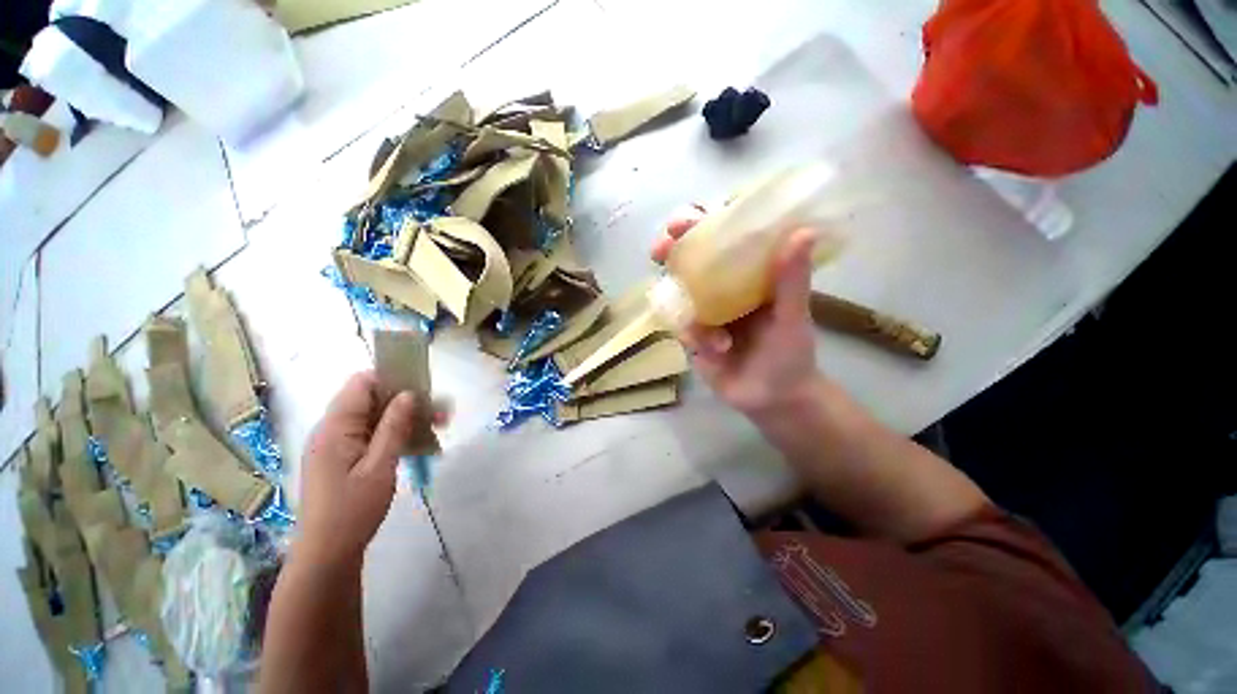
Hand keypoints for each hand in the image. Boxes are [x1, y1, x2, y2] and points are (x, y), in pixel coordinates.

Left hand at [296, 371, 436, 569]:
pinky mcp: (344, 459)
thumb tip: (408, 394)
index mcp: (335, 428)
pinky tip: (418, 443)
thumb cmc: (353, 510)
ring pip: (376, 418)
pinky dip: (395, 434)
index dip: (391, 378)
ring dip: (406, 419)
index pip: (361, 384)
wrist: (328, 554)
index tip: (422, 387)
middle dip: (408, 401)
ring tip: (438, 426)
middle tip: (442, 412)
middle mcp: (333, 430)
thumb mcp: (379, 466)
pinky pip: (372, 435)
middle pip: (372, 400)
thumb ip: (393, 427)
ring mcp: (338, 445)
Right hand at [652, 211, 820, 417]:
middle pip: (690, 258)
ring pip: (676, 290)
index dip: (704, 221)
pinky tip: (716, 349)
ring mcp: (703, 311)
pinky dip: (693, 334)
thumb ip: (792, 280)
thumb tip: (804, 231)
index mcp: (747, 274)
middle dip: (672, 249)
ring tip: (690, 316)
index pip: (723, 237)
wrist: (772, 398)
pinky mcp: (691, 335)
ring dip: (674, 293)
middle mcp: (722, 287)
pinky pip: (680, 326)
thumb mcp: (793, 317)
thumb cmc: (790, 354)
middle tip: (661, 247)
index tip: (692, 216)